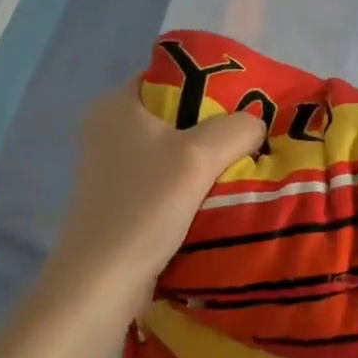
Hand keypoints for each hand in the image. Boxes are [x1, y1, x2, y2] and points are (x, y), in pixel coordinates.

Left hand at [40, 80, 263, 318]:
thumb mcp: (200, 155)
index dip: (210, 83)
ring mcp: (112, 167)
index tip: (246, 102)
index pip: (170, 75)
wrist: (102, 282)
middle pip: (176, 113)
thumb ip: (236, 128)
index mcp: (115, 105)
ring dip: (206, 158)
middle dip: (215, 124)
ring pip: (173, 149)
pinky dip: (191, 183)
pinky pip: (165, 178)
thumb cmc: (145, 207)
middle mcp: (108, 129)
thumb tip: (255, 125)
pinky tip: (218, 195)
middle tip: (252, 136)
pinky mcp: (120, 199)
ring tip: (244, 165)